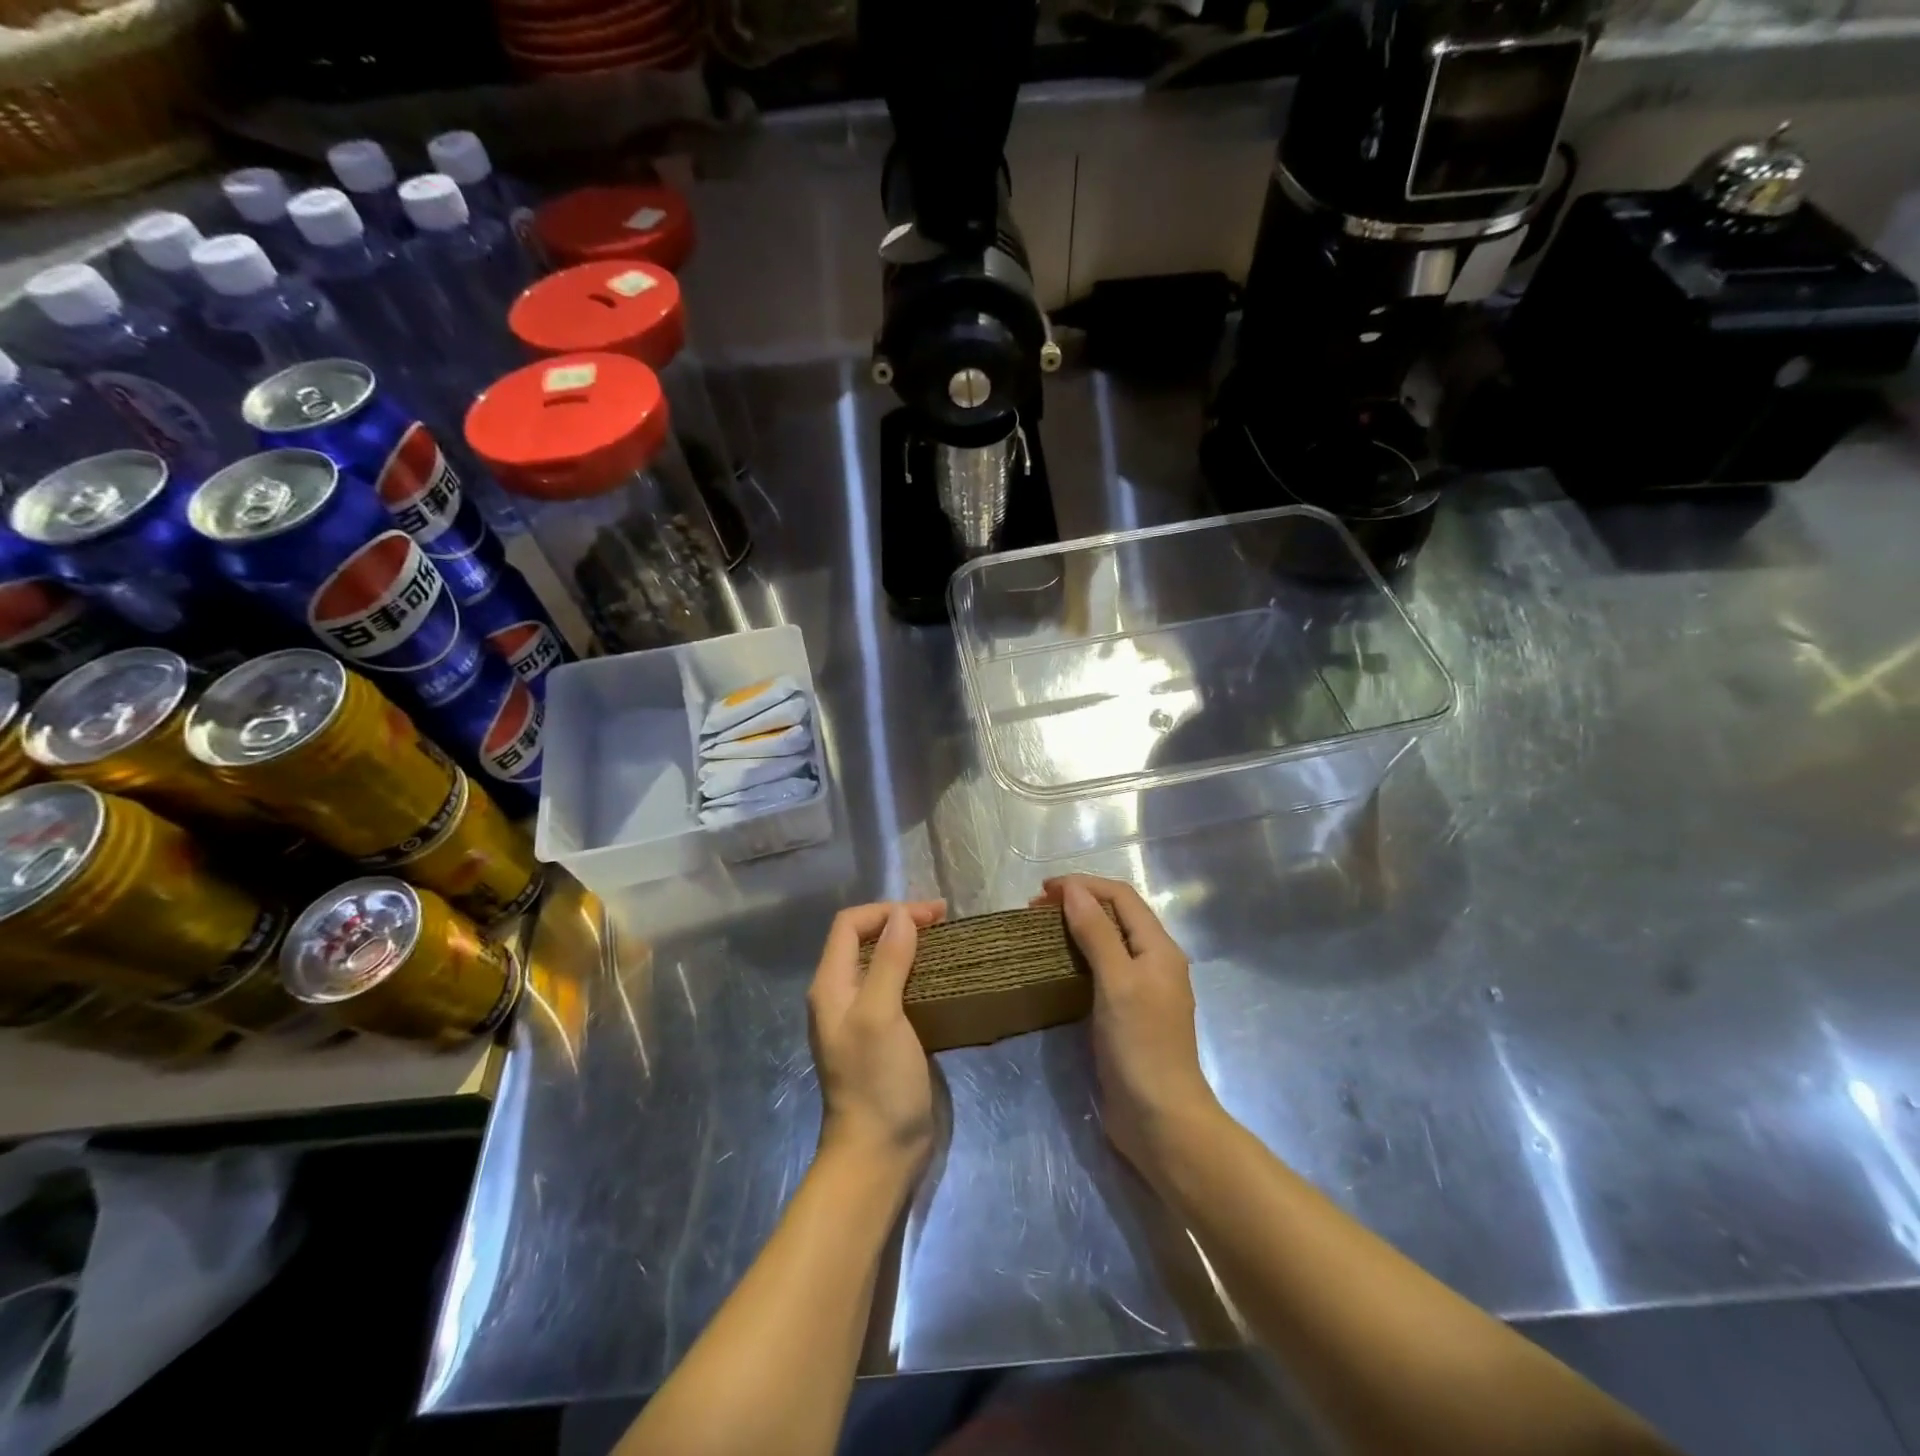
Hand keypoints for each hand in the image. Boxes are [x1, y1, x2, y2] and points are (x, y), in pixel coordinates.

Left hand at [807, 900, 946, 1177]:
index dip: (888, 911)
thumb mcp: (880, 1015)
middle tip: (944, 922)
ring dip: (911, 945)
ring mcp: (862, 1016)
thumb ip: (888, 962)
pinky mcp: (884, 1034)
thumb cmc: (876, 1081)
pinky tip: (942, 976)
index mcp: (831, 986)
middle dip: (901, 922)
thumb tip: (902, 915)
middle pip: (865, 939)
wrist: (878, 1153)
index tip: (931, 915)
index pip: (850, 924)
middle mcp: (841, 995)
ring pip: (882, 962)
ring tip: (946, 941)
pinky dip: (918, 971)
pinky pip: (897, 987)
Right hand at [1034, 875, 1223, 1181]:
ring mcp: (1142, 989)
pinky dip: (1079, 957)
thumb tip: (1074, 889)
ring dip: (1076, 928)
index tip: (1043, 890)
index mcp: (1159, 948)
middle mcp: (1154, 962)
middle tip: (1035, 911)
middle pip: (1116, 916)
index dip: (1084, 885)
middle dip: (1078, 903)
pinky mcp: (1127, 1014)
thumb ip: (1097, 932)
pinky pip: (1102, 970)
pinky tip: (1057, 966)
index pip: (1121, 897)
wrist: (1160, 1119)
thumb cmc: (1141, 1045)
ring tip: (1041, 931)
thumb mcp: (1117, 981)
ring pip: (1108, 942)